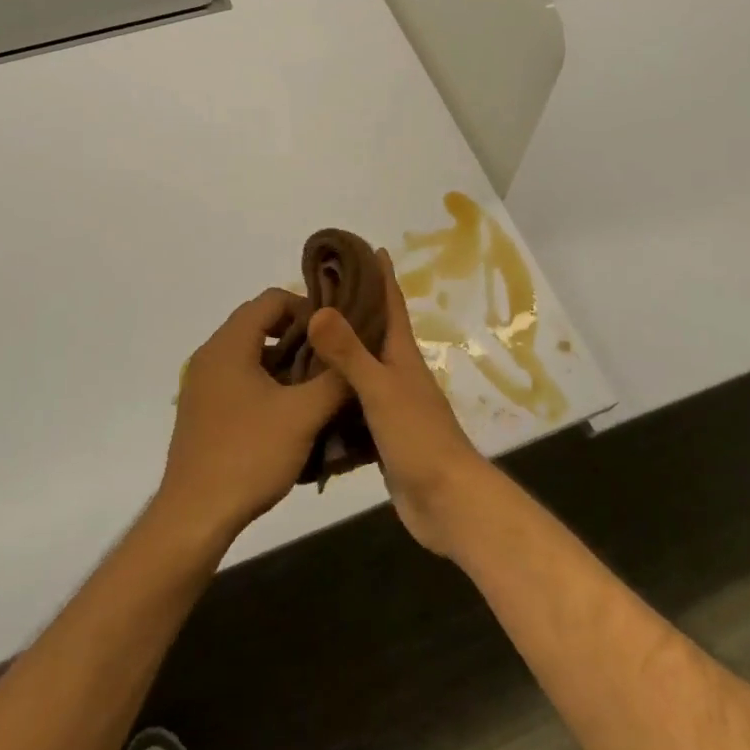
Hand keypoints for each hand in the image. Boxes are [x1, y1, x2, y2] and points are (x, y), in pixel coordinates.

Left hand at [158, 288, 350, 545]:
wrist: (194, 517)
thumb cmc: (249, 456)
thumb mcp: (303, 416)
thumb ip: (335, 380)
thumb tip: (358, 354)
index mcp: (229, 344)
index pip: (271, 299)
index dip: (307, 308)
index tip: (334, 334)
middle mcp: (210, 354)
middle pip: (259, 322)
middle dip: (299, 335)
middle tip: (331, 359)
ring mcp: (202, 384)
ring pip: (250, 353)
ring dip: (284, 361)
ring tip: (316, 386)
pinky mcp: (202, 410)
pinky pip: (238, 378)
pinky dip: (266, 382)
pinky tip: (289, 413)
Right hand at [307, 251, 493, 557]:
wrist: (446, 501)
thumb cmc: (419, 437)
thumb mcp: (381, 389)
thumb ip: (349, 353)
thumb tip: (319, 308)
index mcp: (401, 354)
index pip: (391, 303)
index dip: (380, 274)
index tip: (364, 247)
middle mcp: (397, 371)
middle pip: (373, 331)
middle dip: (350, 308)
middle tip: (314, 292)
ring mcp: (391, 403)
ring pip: (361, 367)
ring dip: (338, 351)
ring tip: (303, 337)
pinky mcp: (382, 432)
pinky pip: (353, 403)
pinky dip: (334, 393)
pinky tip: (310, 393)